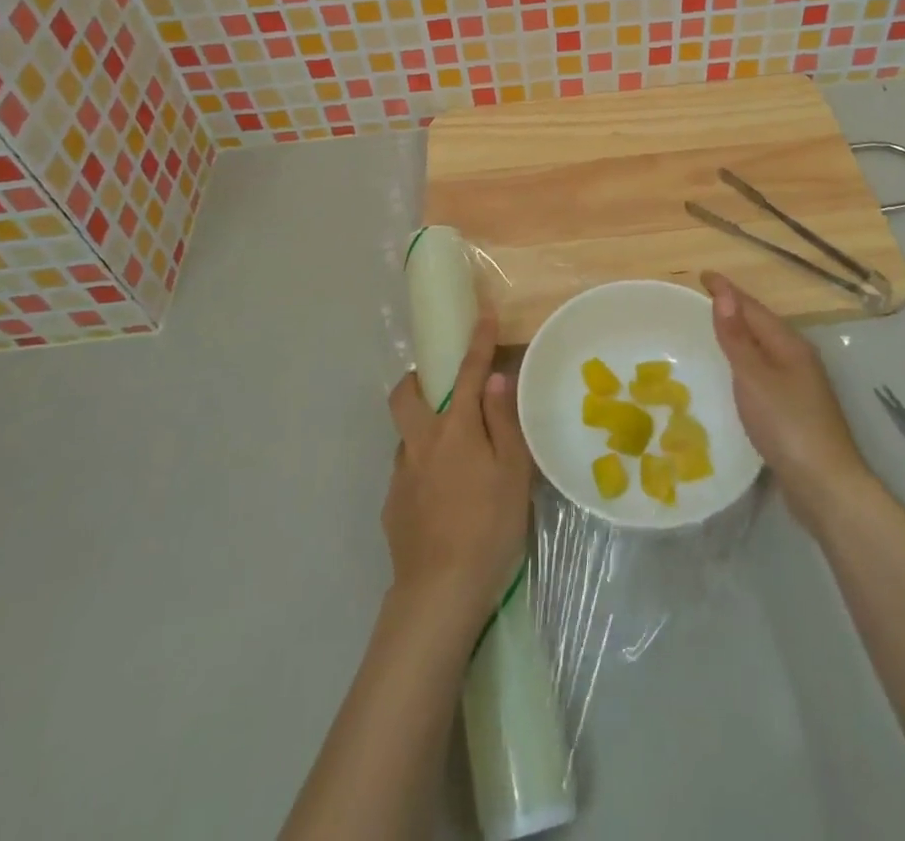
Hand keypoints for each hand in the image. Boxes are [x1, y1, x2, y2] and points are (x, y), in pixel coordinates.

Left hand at [383, 312, 532, 629]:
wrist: (439, 592)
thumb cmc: (488, 526)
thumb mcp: (512, 473)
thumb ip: (502, 422)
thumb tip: (494, 379)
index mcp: (454, 429)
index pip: (467, 373)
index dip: (476, 341)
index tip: (481, 313)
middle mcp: (420, 442)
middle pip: (405, 394)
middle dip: (419, 378)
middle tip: (442, 386)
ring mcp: (401, 474)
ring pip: (404, 434)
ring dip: (421, 427)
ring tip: (452, 453)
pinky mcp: (392, 505)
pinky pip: (406, 470)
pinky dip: (422, 467)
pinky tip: (442, 496)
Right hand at [704, 272, 875, 530]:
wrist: (825, 485)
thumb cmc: (787, 424)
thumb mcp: (754, 377)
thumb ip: (736, 337)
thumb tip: (723, 294)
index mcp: (789, 345)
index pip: (753, 308)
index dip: (727, 291)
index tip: (703, 275)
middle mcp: (798, 359)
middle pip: (762, 325)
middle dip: (734, 309)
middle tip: (703, 299)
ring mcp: (800, 385)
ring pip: (764, 349)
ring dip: (741, 336)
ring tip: (714, 331)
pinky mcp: (795, 410)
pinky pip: (764, 372)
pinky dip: (746, 362)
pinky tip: (735, 375)